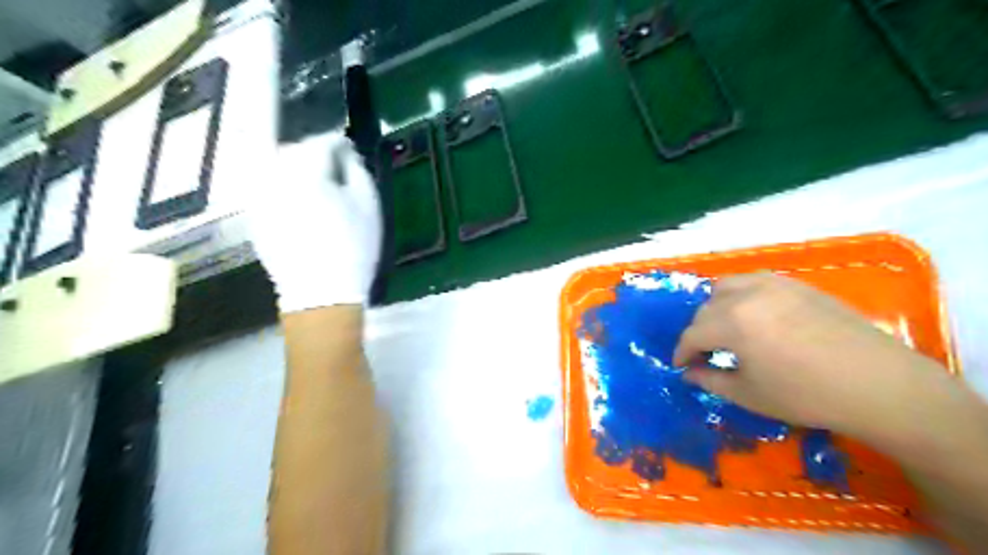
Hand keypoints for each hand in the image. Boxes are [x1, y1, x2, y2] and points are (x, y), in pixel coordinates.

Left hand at [247, 131, 381, 312]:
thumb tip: (346, 153)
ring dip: (295, 167)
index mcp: (307, 172)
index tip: (351, 152)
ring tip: (316, 183)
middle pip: (293, 149)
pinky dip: (282, 186)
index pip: (322, 142)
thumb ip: (357, 170)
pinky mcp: (255, 216)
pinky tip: (299, 203)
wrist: (321, 291)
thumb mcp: (369, 205)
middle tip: (334, 167)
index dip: (340, 144)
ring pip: (275, 166)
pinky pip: (266, 187)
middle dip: (314, 152)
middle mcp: (276, 177)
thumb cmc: (353, 246)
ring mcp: (260, 197)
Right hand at [677, 272, 943, 440]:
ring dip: (716, 306)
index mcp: (732, 322)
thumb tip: (687, 373)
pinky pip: (754, 282)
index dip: (682, 351)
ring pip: (727, 286)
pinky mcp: (797, 285)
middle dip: (699, 331)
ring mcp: (774, 285)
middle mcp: (747, 295)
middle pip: (706, 308)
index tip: (681, 365)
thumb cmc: (807, 395)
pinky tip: (754, 316)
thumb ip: (710, 380)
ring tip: (726, 328)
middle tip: (705, 353)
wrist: (879, 385)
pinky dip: (742, 295)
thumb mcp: (749, 395)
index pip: (692, 334)